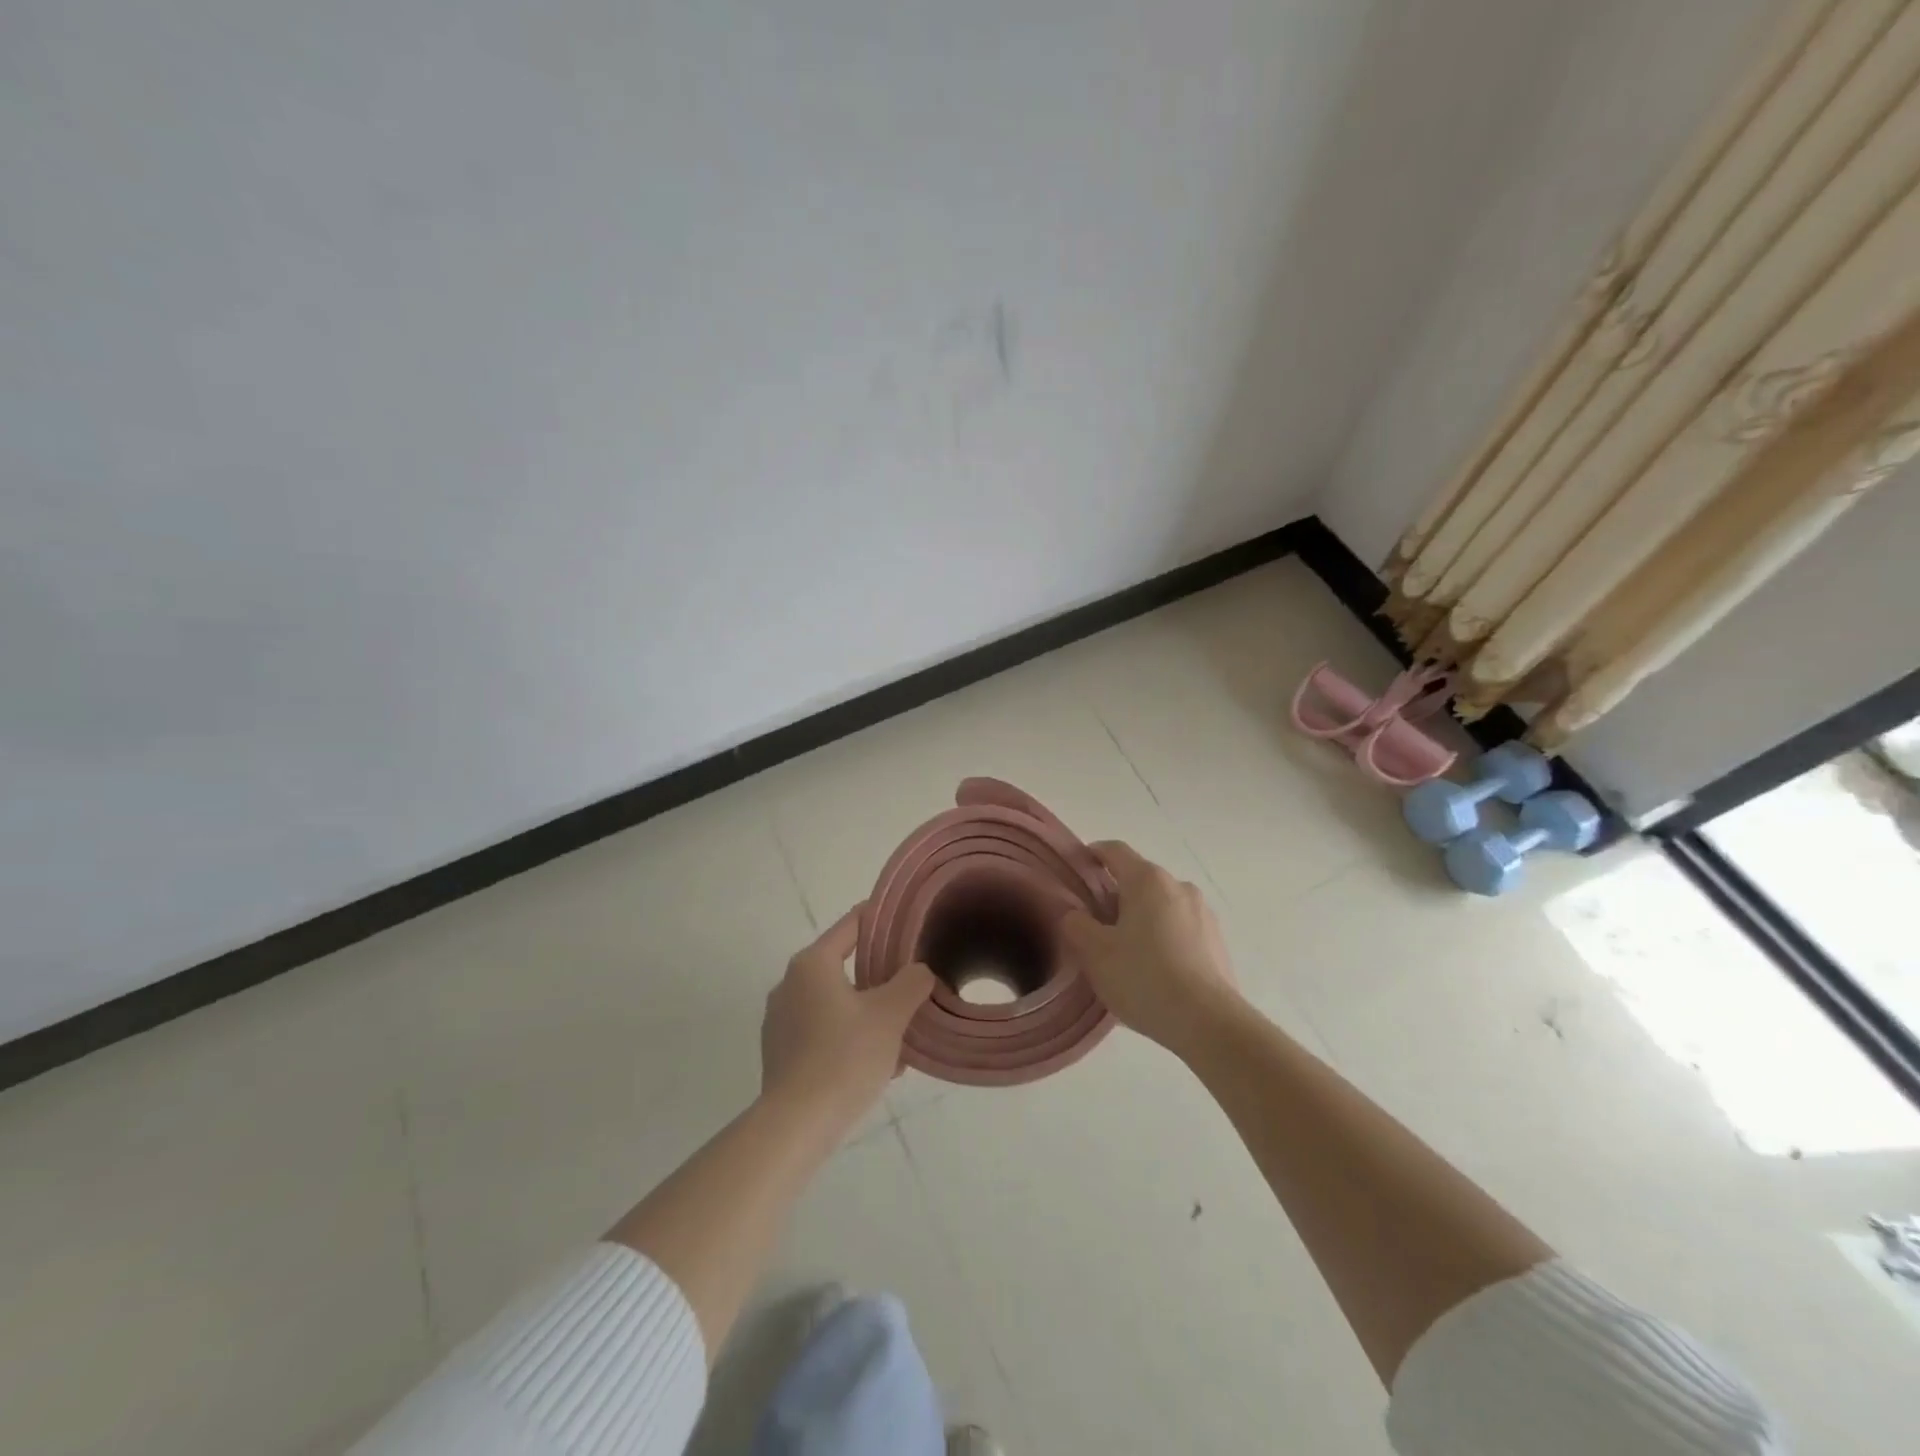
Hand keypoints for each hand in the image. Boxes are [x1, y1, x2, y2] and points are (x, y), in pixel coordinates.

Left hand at [760, 905, 935, 1131]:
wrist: (797, 1125)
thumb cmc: (845, 1057)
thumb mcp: (890, 1014)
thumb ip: (911, 983)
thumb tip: (919, 972)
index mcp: (812, 964)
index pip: (852, 925)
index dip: (881, 919)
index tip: (908, 922)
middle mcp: (789, 984)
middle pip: (844, 965)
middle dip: (879, 976)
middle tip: (912, 985)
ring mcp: (780, 1020)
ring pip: (835, 1002)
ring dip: (867, 1012)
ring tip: (901, 1034)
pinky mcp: (780, 1053)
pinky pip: (823, 1032)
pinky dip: (849, 1037)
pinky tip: (877, 1064)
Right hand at [1060, 840, 1241, 1057]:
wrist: (1209, 1023)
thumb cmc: (1144, 978)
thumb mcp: (1094, 953)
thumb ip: (1076, 925)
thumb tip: (1075, 914)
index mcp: (1147, 880)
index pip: (1115, 851)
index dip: (1093, 853)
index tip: (1078, 866)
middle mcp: (1179, 886)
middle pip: (1139, 879)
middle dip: (1116, 895)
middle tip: (1095, 924)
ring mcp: (1203, 913)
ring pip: (1162, 905)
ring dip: (1142, 918)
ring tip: (1126, 953)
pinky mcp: (1217, 941)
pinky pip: (1181, 929)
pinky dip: (1163, 938)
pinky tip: (1154, 970)